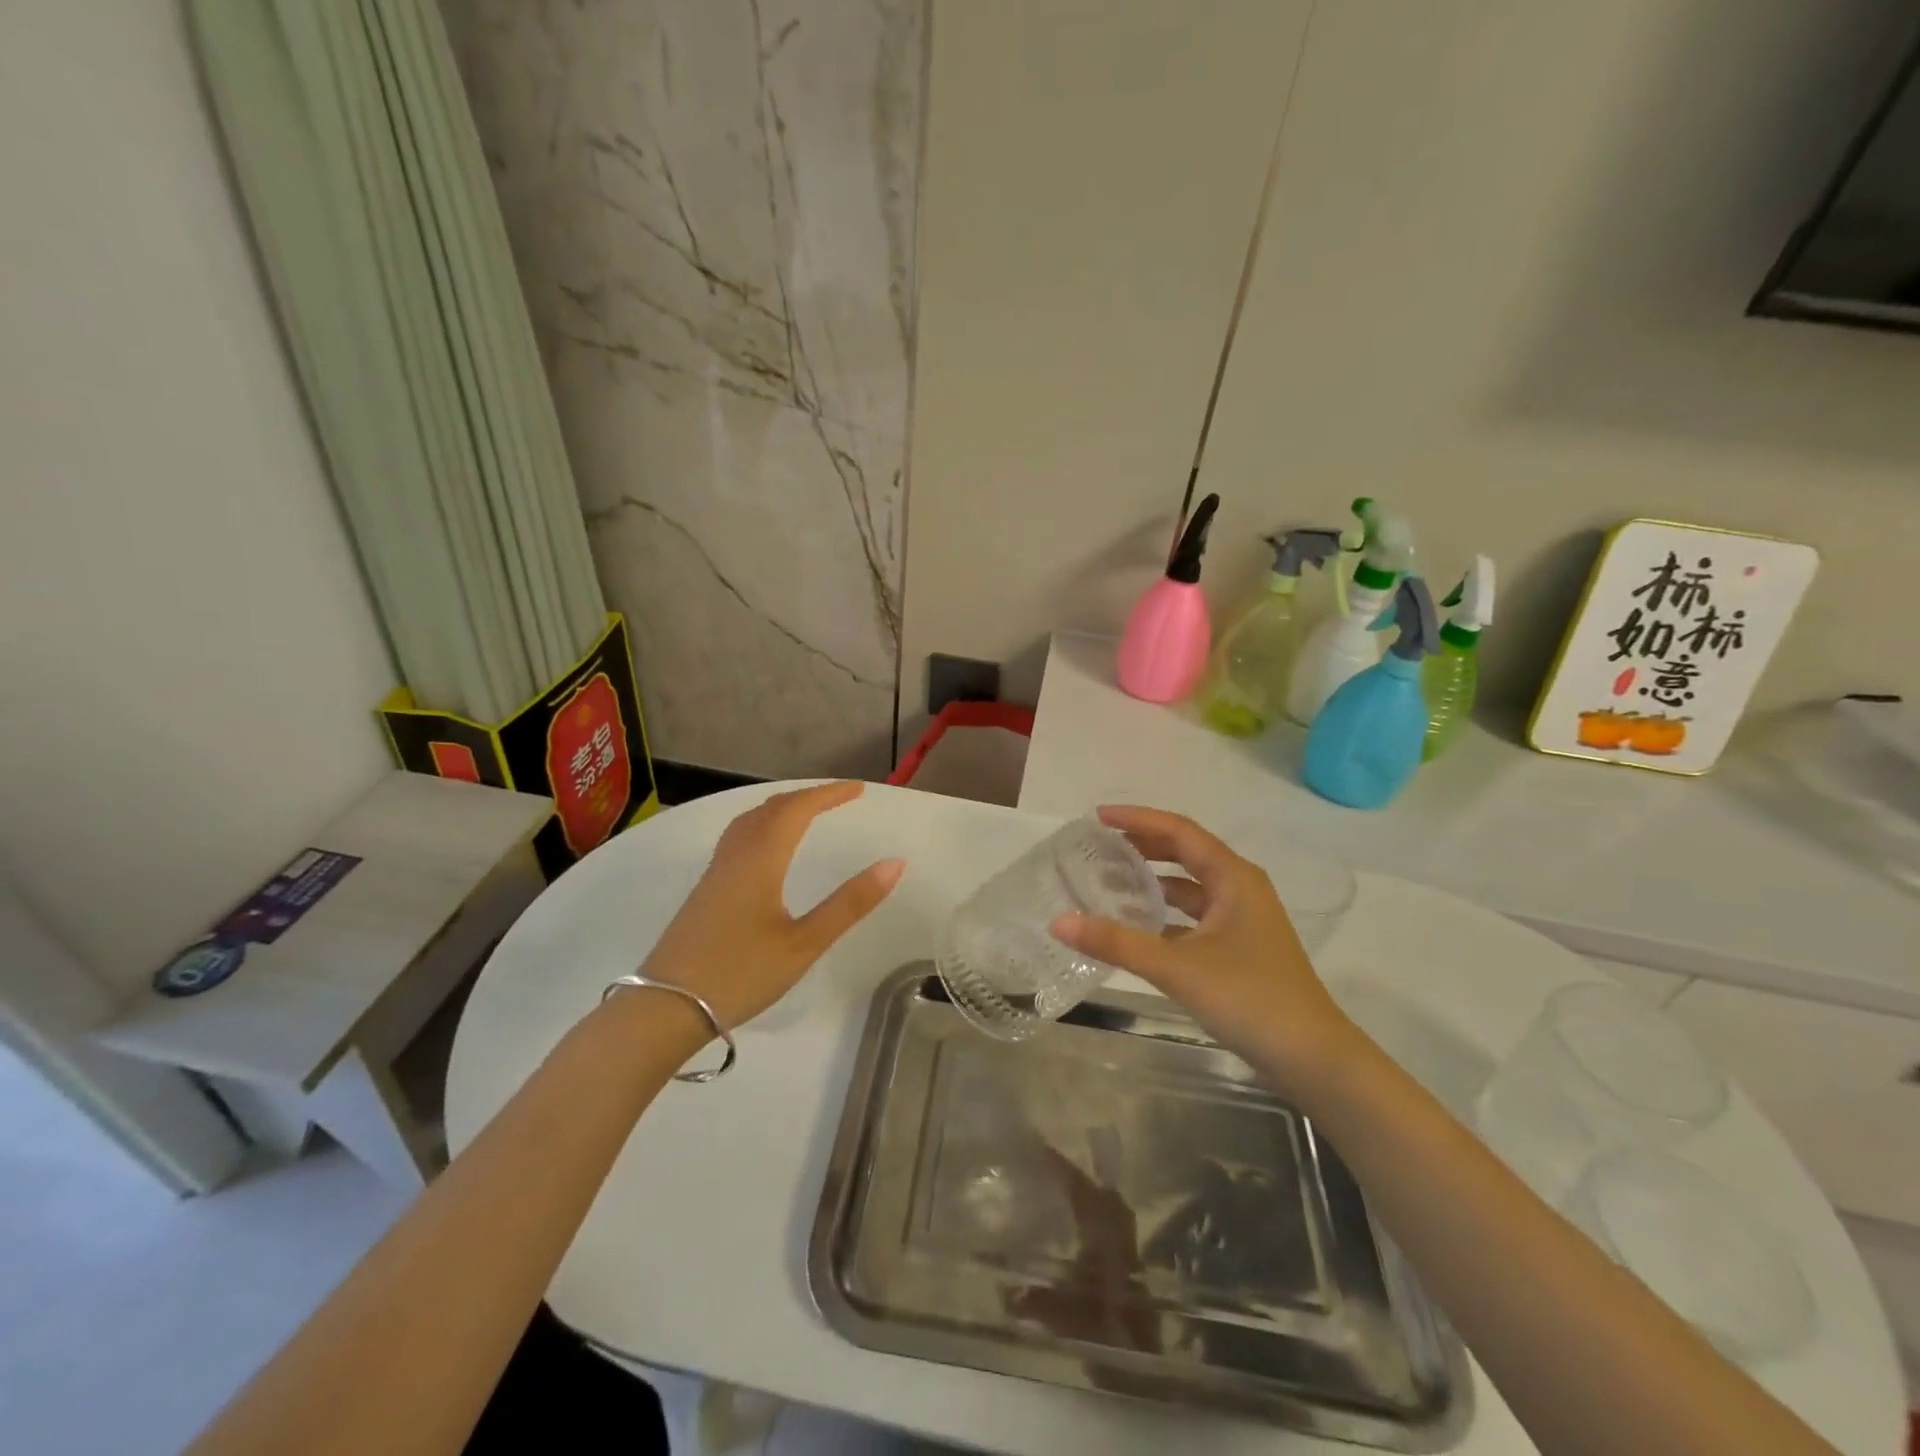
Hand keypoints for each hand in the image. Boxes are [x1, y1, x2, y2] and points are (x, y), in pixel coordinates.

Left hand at [640, 782, 903, 1029]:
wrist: (663, 1009)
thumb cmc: (740, 974)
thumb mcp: (804, 943)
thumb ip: (849, 903)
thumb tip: (894, 863)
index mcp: (760, 859)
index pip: (797, 809)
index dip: (828, 794)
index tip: (859, 789)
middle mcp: (735, 856)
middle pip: (771, 809)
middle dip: (807, 798)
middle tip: (838, 799)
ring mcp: (714, 874)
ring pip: (748, 822)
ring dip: (781, 809)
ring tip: (805, 814)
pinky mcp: (704, 892)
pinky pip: (737, 839)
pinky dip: (762, 826)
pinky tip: (765, 850)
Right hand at [1051, 805, 1358, 1102]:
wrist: (1313, 1058)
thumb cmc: (1250, 998)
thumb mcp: (1177, 967)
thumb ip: (1117, 943)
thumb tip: (1059, 921)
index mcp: (1234, 878)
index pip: (1179, 831)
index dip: (1138, 819)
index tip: (1098, 816)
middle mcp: (1240, 889)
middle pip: (1186, 853)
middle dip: (1143, 845)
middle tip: (1100, 845)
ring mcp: (1242, 920)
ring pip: (1190, 887)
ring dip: (1154, 880)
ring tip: (1110, 880)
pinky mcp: (1239, 948)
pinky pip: (1194, 917)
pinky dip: (1165, 914)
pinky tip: (1137, 928)